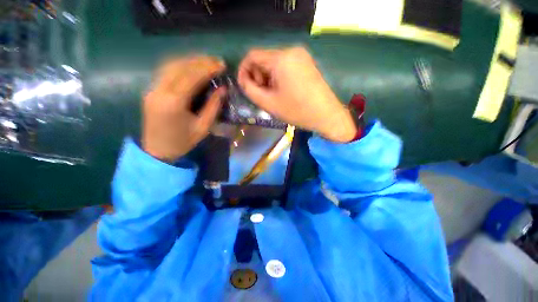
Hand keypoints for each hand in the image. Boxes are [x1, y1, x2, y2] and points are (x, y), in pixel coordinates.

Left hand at [142, 56, 225, 161]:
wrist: (157, 151)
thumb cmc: (183, 142)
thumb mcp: (203, 127)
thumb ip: (213, 106)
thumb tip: (223, 89)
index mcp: (174, 102)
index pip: (191, 76)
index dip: (208, 68)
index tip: (221, 65)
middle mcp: (160, 90)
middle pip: (179, 66)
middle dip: (200, 61)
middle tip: (216, 61)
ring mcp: (152, 89)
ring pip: (170, 65)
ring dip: (190, 61)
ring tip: (206, 62)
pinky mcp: (151, 90)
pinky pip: (166, 72)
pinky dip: (180, 66)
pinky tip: (191, 68)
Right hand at [238, 47, 356, 142]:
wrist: (326, 115)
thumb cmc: (297, 111)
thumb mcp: (269, 103)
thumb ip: (250, 90)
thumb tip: (244, 81)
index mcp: (281, 59)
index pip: (252, 56)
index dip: (244, 70)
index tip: (244, 86)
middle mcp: (291, 51)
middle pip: (264, 59)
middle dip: (257, 76)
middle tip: (261, 94)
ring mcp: (301, 55)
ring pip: (274, 63)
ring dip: (267, 77)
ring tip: (272, 94)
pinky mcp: (306, 62)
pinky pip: (285, 65)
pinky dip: (278, 77)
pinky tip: (282, 90)